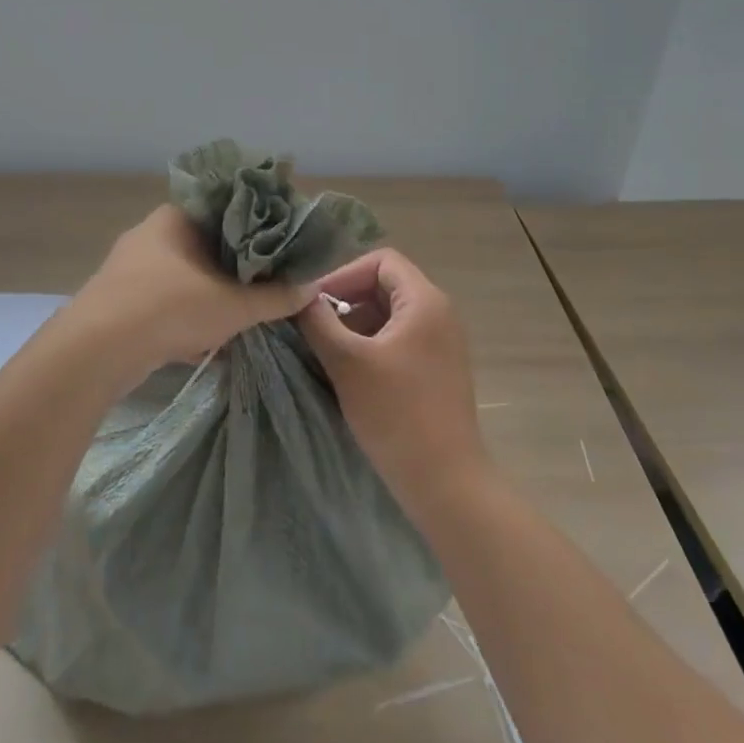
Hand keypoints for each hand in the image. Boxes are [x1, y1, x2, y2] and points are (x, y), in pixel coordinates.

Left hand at [62, 205, 315, 387]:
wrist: (96, 351)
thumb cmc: (170, 308)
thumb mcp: (235, 305)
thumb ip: (276, 297)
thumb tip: (313, 288)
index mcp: (177, 216)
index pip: (228, 209)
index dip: (259, 227)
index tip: (283, 247)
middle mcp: (152, 234)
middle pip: (208, 245)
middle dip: (237, 268)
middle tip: (268, 284)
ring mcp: (131, 267)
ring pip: (186, 275)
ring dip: (212, 295)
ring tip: (242, 315)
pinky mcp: (119, 300)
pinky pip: (166, 301)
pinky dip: (187, 316)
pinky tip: (204, 341)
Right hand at [298, 248, 489, 507]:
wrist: (444, 482)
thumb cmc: (396, 414)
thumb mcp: (347, 362)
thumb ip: (318, 321)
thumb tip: (298, 295)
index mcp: (425, 301)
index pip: (381, 260)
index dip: (343, 274)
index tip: (314, 303)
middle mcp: (439, 314)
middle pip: (384, 285)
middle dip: (345, 301)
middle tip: (313, 327)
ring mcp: (440, 343)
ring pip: (388, 315)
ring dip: (354, 326)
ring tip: (326, 351)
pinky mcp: (436, 370)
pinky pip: (398, 340)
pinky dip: (370, 346)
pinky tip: (347, 372)